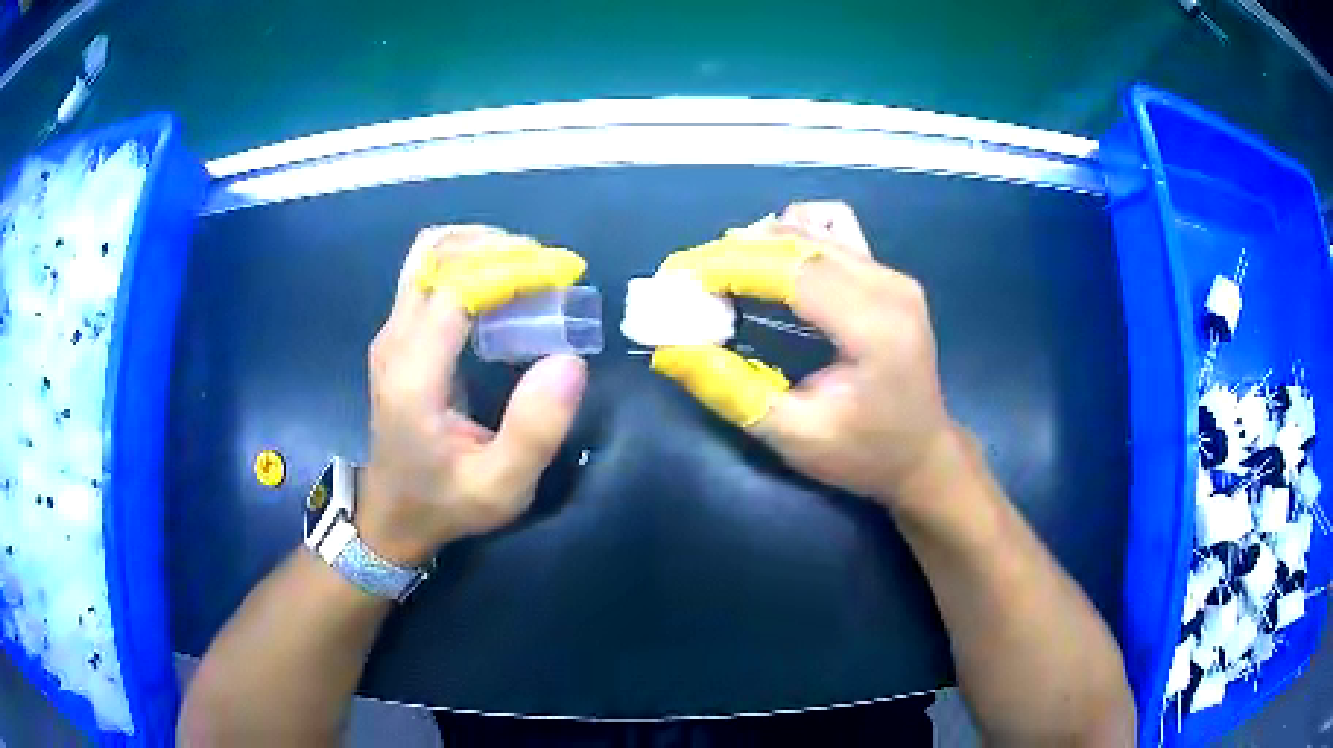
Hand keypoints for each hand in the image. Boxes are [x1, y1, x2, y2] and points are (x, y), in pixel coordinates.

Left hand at [359, 226, 588, 565]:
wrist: (393, 516)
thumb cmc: (446, 503)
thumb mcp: (501, 488)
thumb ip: (533, 432)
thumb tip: (570, 361)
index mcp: (413, 375)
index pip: (455, 289)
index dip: (509, 270)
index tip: (560, 274)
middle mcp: (394, 340)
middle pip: (435, 255)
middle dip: (497, 247)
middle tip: (549, 268)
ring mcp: (391, 333)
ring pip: (428, 255)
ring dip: (480, 247)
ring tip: (527, 267)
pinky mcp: (397, 334)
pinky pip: (428, 273)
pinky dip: (467, 262)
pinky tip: (500, 284)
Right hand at [653, 202, 964, 513]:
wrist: (923, 455)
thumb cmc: (864, 455)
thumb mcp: (794, 436)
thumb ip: (732, 390)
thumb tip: (670, 350)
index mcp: (876, 326)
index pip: (794, 271)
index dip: (730, 266)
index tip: (678, 277)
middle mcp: (889, 285)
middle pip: (800, 242)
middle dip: (734, 252)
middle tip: (685, 276)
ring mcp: (893, 275)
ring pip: (814, 233)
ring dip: (757, 245)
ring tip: (716, 274)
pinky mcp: (888, 276)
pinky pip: (832, 238)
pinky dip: (790, 243)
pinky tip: (767, 265)